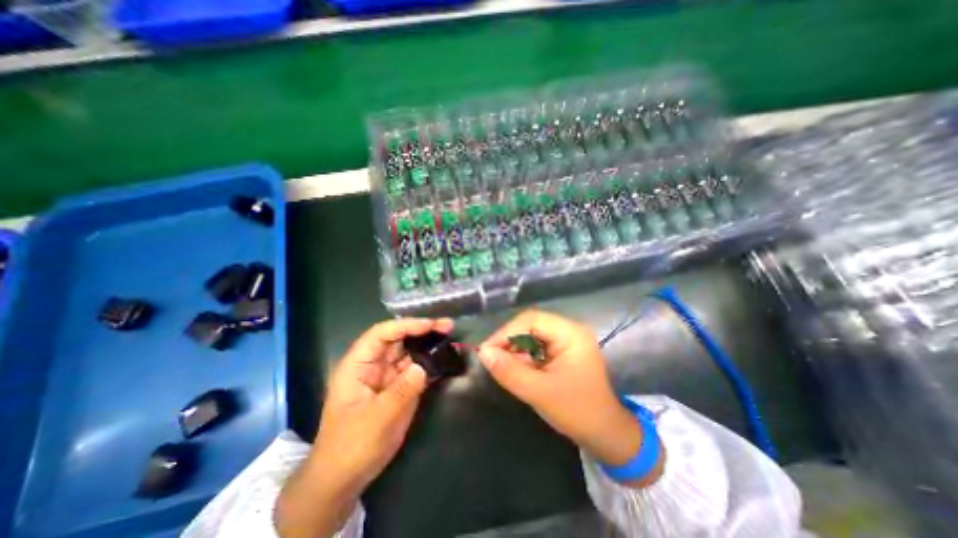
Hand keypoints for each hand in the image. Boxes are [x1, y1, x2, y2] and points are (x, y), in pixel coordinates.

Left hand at [275, 317, 452, 534]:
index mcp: (358, 365)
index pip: (381, 334)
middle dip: (422, 330)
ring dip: (428, 344)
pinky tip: (445, 358)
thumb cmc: (351, 447)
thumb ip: (401, 391)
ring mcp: (388, 376)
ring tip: (449, 337)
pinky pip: (416, 369)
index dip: (405, 326)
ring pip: (409, 352)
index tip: (429, 325)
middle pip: (398, 339)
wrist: (345, 478)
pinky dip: (430, 363)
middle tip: (447, 326)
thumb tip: (422, 367)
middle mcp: (373, 365)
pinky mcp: (399, 387)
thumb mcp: (376, 419)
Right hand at [479, 312, 641, 469]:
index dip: (506, 332)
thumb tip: (483, 352)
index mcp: (571, 333)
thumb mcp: (539, 392)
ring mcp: (567, 340)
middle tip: (492, 358)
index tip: (487, 350)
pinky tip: (517, 369)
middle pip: (531, 325)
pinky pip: (537, 346)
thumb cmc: (577, 412)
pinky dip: (524, 356)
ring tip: (502, 366)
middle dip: (510, 341)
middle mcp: (569, 330)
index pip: (531, 320)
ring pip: (532, 335)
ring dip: (516, 349)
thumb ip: (509, 371)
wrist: (606, 435)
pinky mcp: (563, 351)